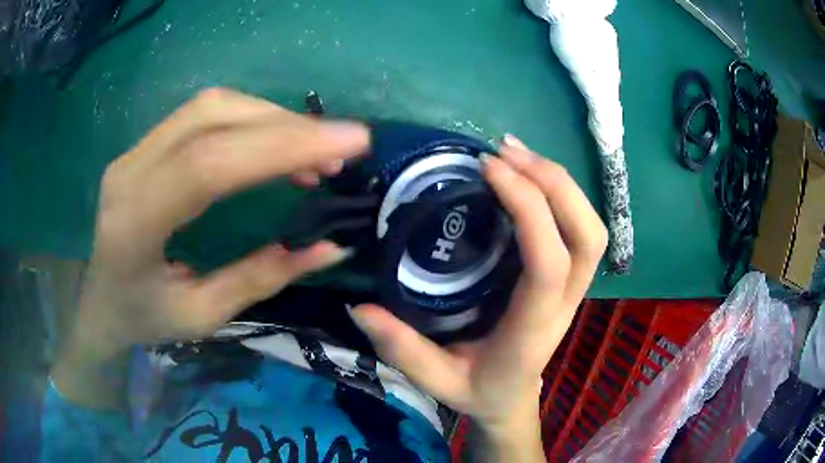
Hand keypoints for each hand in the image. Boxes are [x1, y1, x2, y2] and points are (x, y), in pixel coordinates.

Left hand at [54, 89, 367, 406]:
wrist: (96, 299)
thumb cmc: (143, 318)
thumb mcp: (203, 315)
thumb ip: (263, 277)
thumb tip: (331, 245)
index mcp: (135, 223)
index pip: (210, 163)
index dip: (282, 145)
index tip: (350, 143)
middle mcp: (130, 171)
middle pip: (213, 118)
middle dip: (288, 125)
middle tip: (343, 147)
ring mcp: (134, 150)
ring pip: (212, 105)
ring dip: (272, 118)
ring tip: (315, 149)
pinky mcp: (145, 143)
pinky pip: (204, 114)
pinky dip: (251, 120)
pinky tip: (276, 143)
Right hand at [349, 135, 606, 456]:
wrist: (511, 400)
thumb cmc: (478, 391)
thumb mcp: (438, 381)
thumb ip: (403, 349)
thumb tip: (360, 307)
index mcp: (532, 329)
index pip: (549, 265)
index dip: (530, 210)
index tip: (488, 171)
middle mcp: (565, 303)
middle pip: (587, 236)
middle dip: (554, 185)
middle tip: (505, 153)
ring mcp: (574, 288)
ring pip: (592, 228)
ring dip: (560, 183)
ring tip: (516, 153)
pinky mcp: (569, 277)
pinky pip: (579, 227)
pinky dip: (560, 193)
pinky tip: (526, 173)